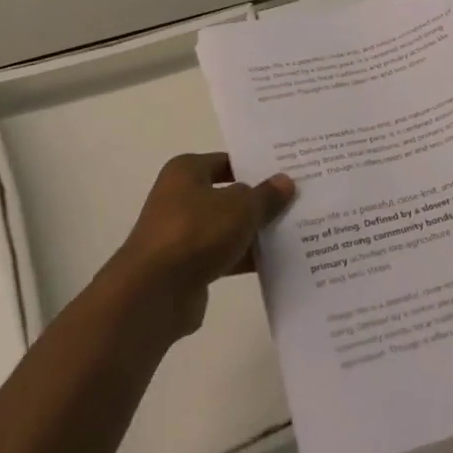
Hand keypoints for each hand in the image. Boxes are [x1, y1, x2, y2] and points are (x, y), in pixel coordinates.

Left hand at [108, 153, 294, 336]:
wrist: (155, 291)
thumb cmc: (196, 232)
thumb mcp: (240, 207)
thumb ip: (265, 195)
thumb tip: (284, 181)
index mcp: (186, 172)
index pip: (226, 161)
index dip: (255, 166)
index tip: (287, 172)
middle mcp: (180, 198)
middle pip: (228, 195)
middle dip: (259, 201)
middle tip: (298, 201)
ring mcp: (183, 234)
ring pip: (227, 227)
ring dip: (254, 232)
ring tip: (296, 232)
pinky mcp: (188, 266)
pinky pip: (224, 255)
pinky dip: (244, 258)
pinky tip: (277, 262)